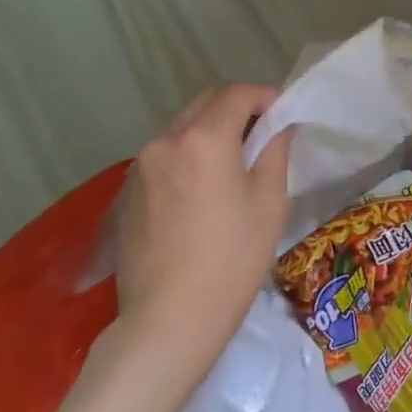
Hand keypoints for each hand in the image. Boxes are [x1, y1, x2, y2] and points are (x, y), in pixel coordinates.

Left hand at [113, 83, 293, 370]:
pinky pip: (164, 156)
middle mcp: (165, 141)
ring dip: (210, 131)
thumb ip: (275, 153)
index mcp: (204, 139)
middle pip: (204, 103)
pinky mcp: (127, 192)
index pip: (237, 94)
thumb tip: (278, 128)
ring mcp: (139, 167)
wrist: (170, 318)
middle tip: (263, 136)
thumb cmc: (233, 259)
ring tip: (234, 164)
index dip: (266, 97)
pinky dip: (188, 156)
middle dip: (237, 108)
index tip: (284, 117)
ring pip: (181, 128)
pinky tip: (202, 192)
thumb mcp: (270, 203)